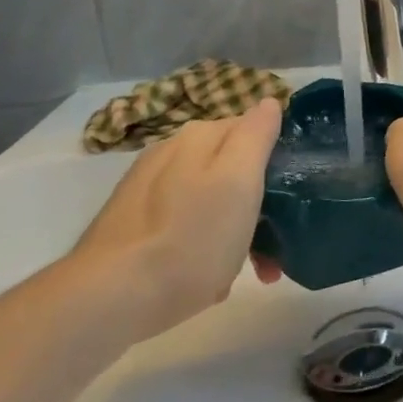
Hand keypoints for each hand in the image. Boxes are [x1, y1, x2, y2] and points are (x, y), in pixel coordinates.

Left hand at [66, 98, 282, 342]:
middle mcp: (170, 153)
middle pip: (230, 168)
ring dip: (234, 229)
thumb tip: (268, 102)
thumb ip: (256, 135)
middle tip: (273, 246)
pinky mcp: (131, 225)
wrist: (111, 299)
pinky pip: (184, 226)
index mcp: (198, 136)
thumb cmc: (191, 238)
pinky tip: (207, 279)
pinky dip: (202, 247)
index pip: (253, 129)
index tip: (290, 200)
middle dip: (257, 202)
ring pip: (209, 200)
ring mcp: (147, 190)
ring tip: (246, 271)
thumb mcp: (239, 181)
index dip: (277, 162)